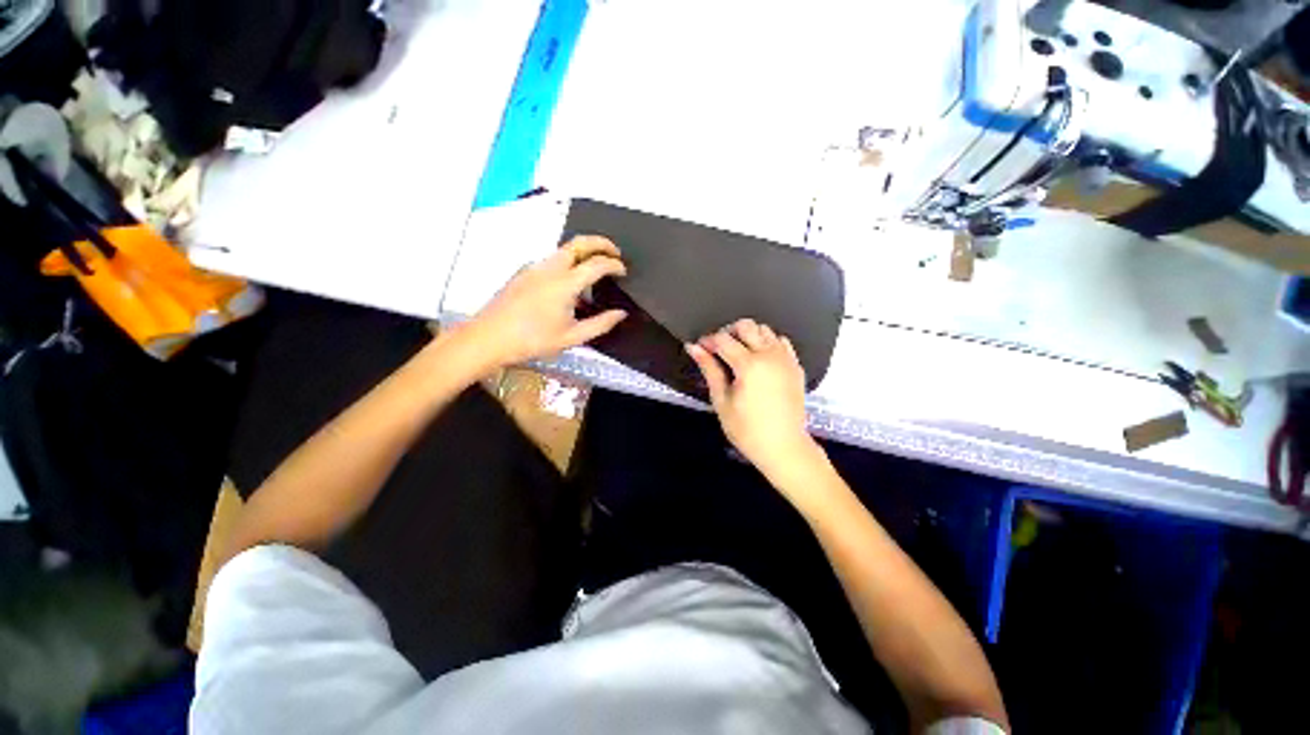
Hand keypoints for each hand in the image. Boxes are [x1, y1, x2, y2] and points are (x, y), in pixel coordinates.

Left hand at [463, 235, 626, 370]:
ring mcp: (534, 267)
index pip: (597, 264)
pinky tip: (568, 285)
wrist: (489, 338)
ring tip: (594, 270)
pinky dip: (568, 263)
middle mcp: (550, 268)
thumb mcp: (572, 337)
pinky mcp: (524, 272)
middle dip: (601, 243)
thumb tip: (620, 314)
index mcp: (565, 283)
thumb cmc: (532, 340)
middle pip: (579, 242)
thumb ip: (600, 324)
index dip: (614, 265)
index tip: (623, 271)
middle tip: (615, 253)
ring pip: (564, 250)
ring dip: (583, 253)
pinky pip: (551, 261)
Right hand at [686, 319, 818, 482]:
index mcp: (749, 364)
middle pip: (746, 325)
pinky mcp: (796, 365)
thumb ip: (709, 369)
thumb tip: (693, 348)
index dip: (708, 341)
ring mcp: (786, 358)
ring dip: (748, 336)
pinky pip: (781, 341)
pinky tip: (760, 360)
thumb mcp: (721, 400)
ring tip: (739, 355)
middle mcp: (769, 355)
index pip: (723, 339)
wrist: (784, 447)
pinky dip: (768, 343)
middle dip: (728, 332)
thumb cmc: (747, 429)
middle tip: (719, 350)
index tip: (700, 349)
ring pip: (765, 330)